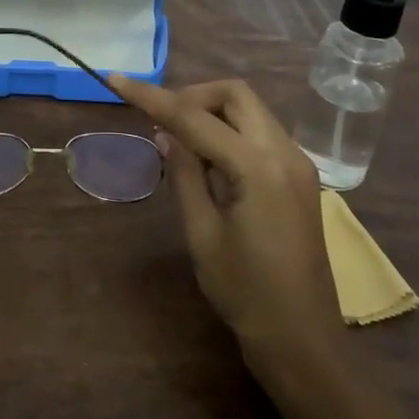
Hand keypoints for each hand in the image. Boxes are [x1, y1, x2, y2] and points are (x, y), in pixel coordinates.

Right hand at [110, 76, 339, 359]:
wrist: (302, 338)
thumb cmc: (245, 292)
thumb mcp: (202, 232)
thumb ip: (184, 173)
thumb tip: (165, 133)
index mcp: (258, 167)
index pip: (195, 117)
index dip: (152, 97)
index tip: (117, 80)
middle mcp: (284, 152)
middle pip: (235, 94)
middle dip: (192, 95)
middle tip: (160, 121)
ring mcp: (298, 163)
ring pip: (250, 109)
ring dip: (212, 111)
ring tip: (178, 140)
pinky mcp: (299, 176)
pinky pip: (261, 132)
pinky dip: (230, 130)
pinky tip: (208, 159)